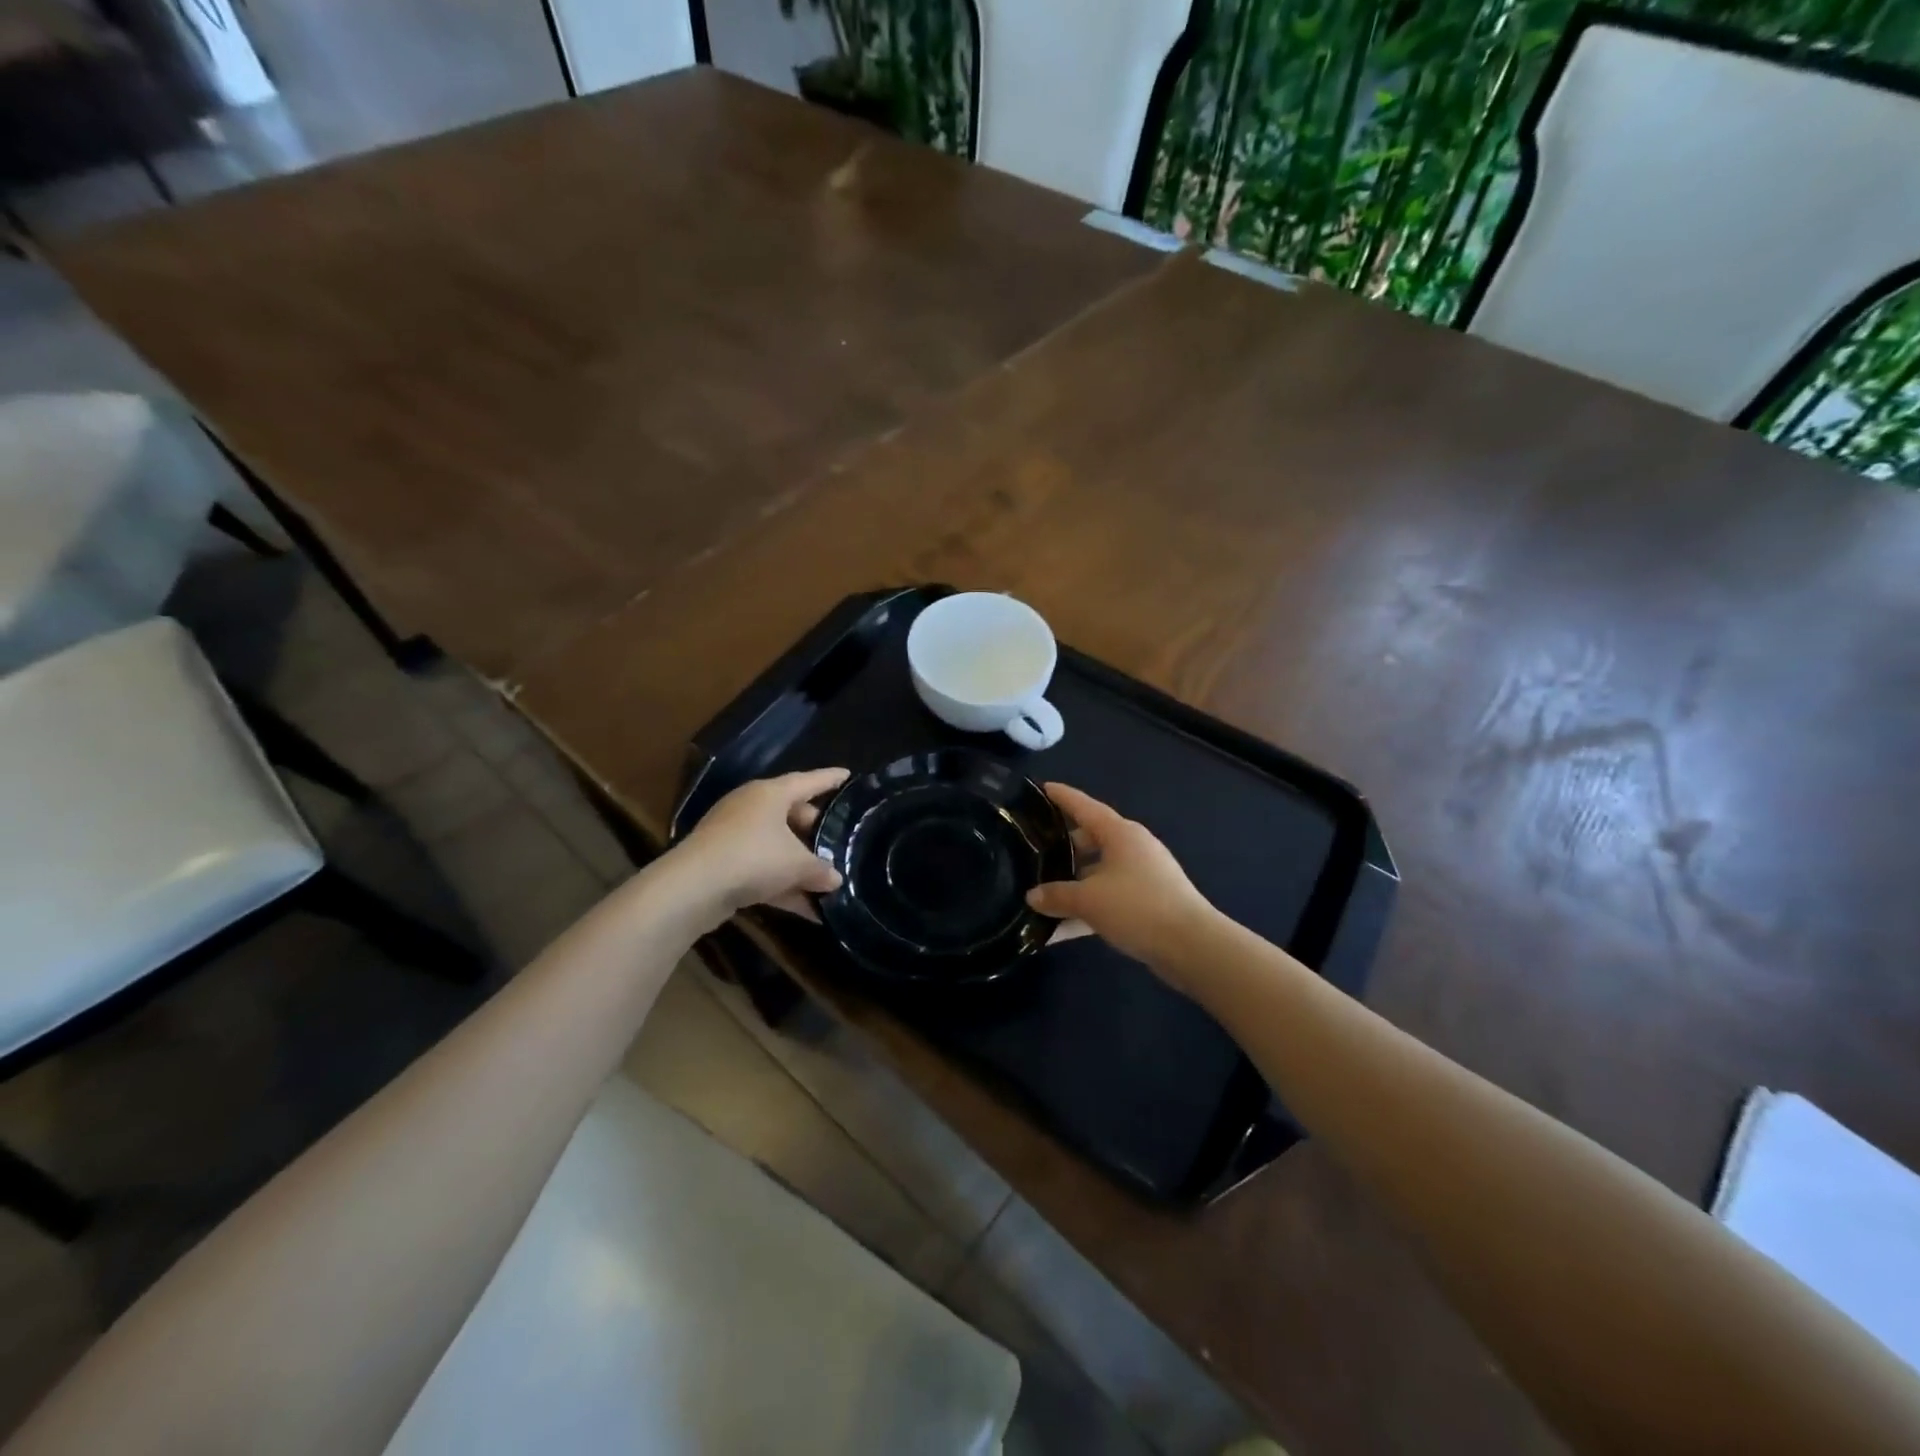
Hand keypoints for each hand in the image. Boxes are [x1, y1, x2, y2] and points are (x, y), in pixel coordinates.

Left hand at [673, 768, 848, 924]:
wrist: (692, 888)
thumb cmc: (753, 857)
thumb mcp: (797, 864)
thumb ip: (821, 869)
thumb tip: (835, 879)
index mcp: (770, 794)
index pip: (808, 781)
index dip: (830, 779)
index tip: (848, 776)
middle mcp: (751, 808)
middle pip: (792, 814)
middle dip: (816, 832)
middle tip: (838, 843)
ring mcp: (734, 836)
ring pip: (777, 846)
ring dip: (800, 865)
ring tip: (828, 882)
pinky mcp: (723, 864)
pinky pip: (763, 870)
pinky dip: (783, 885)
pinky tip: (807, 910)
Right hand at [1028, 783, 1217, 982]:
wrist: (1192, 946)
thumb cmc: (1137, 907)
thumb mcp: (1088, 900)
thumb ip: (1056, 895)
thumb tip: (1032, 896)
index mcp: (1120, 834)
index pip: (1085, 807)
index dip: (1063, 797)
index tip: (1043, 788)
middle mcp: (1133, 848)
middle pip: (1091, 839)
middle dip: (1064, 846)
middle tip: (1034, 850)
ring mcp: (1143, 875)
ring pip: (1099, 871)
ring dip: (1074, 882)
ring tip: (1042, 891)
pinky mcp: (1149, 902)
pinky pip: (1109, 897)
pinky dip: (1088, 907)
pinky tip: (1063, 928)